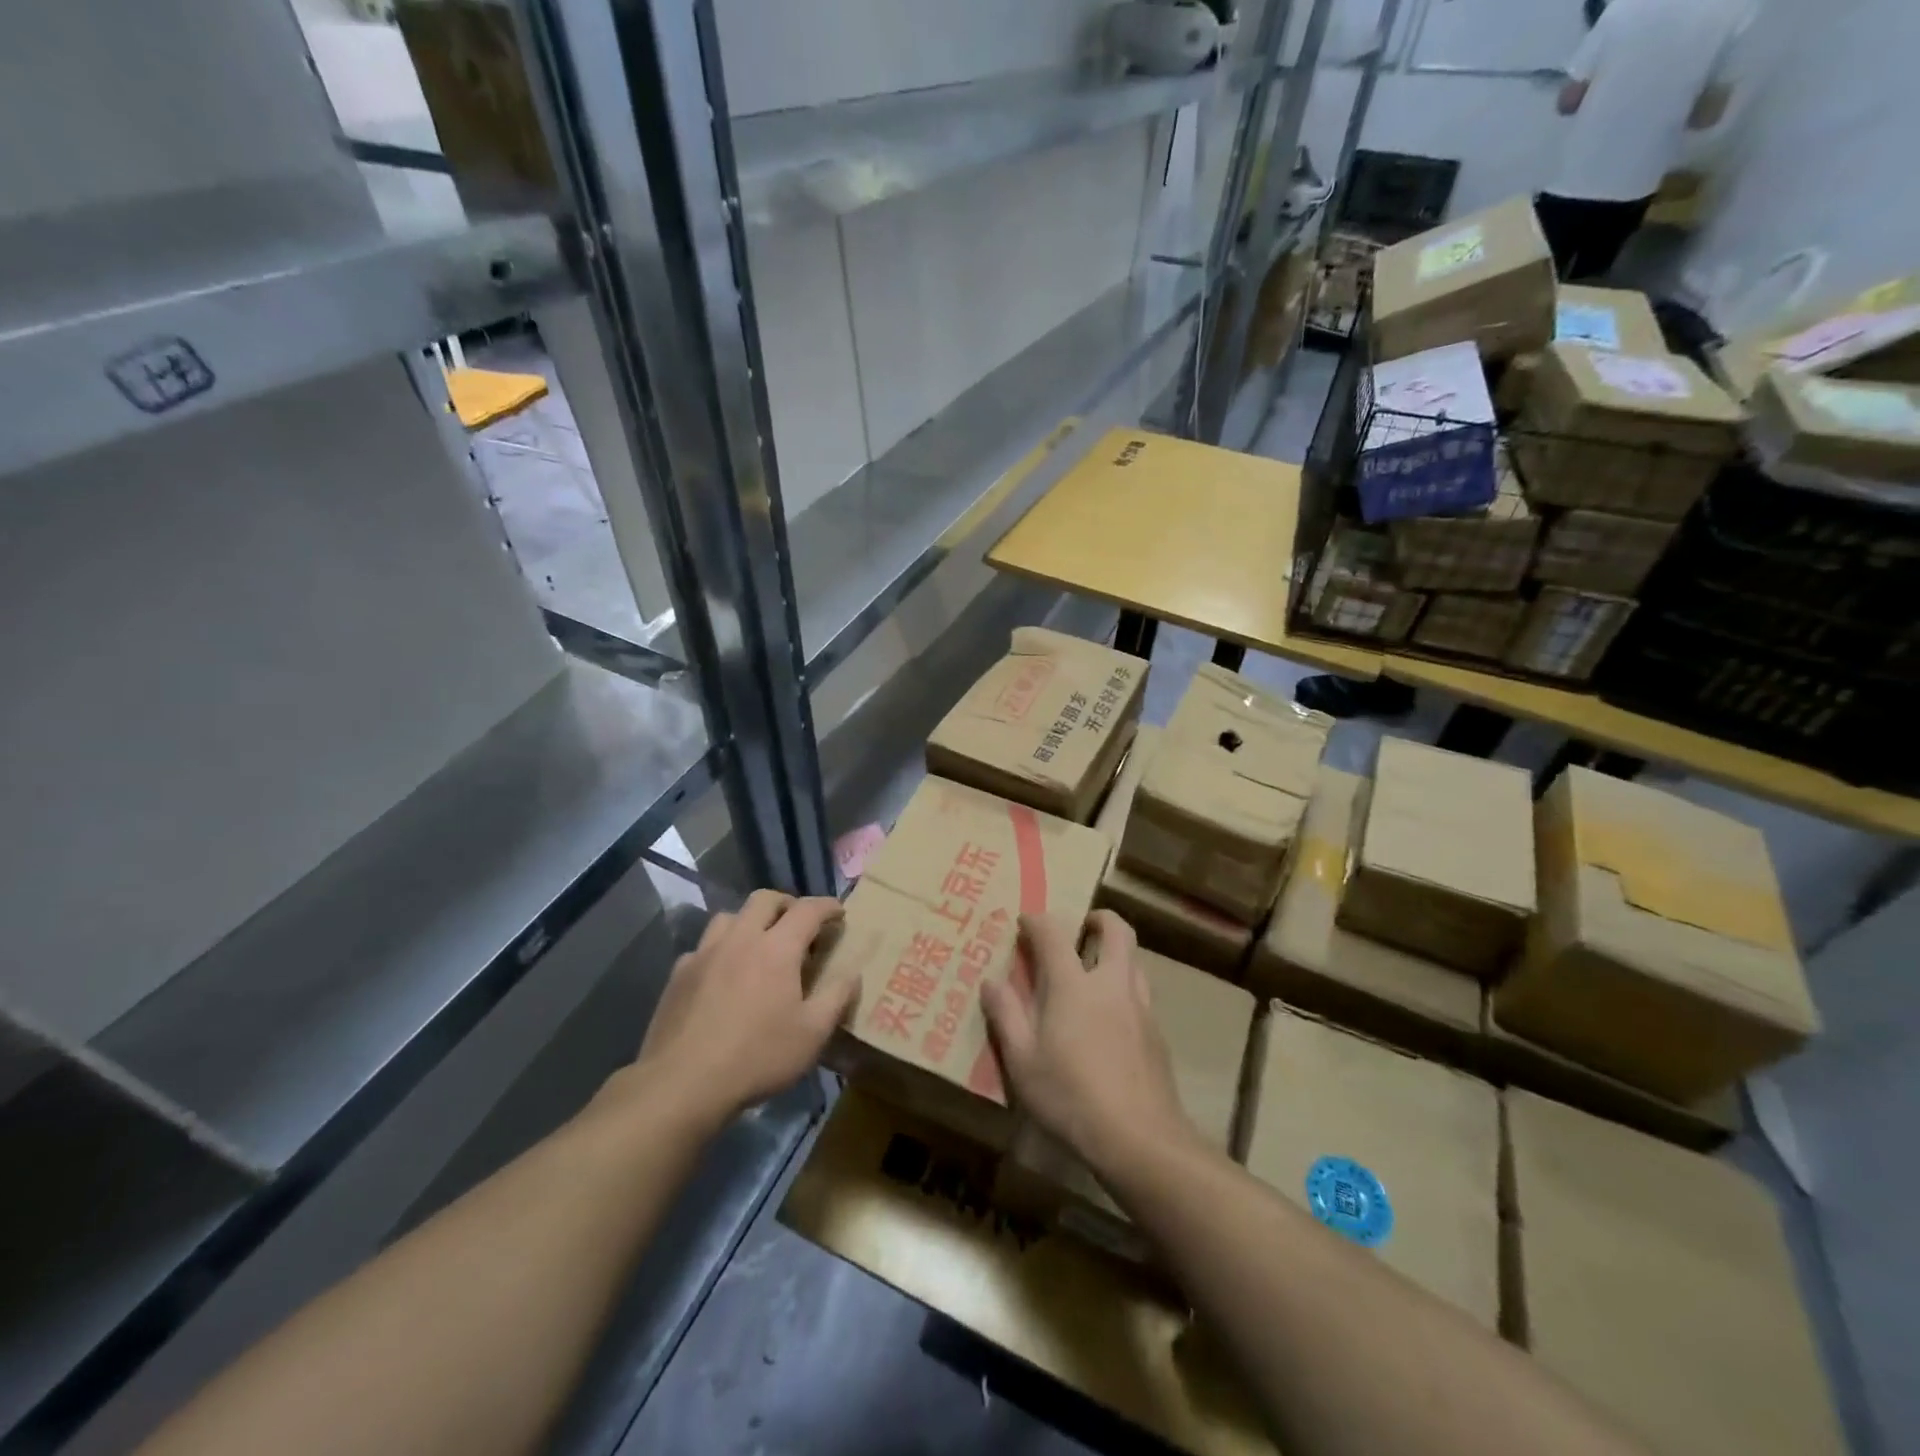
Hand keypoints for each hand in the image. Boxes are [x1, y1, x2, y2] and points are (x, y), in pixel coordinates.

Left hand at [614, 890, 853, 1132]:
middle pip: (765, 900)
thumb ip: (837, 997)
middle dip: (788, 904)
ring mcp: (704, 953)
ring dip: (750, 921)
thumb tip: (852, 973)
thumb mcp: (812, 1034)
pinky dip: (720, 949)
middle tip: (800, 924)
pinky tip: (723, 974)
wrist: (682, 1084)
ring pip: (730, 916)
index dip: (827, 906)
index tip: (839, 913)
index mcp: (777, 948)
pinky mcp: (679, 974)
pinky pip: (703, 947)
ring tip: (759, 944)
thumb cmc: (757, 1057)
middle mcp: (740, 938)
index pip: (807, 909)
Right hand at [980, 911, 1195, 1177]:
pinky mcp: (1157, 1035)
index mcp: (1074, 985)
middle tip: (1082, 927)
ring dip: (1115, 955)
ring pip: (1134, 962)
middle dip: (1099, 919)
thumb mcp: (1022, 1061)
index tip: (1025, 921)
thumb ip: (1006, 1016)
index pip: (1054, 934)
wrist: (1140, 1139)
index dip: (1038, 921)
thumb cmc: (1070, 1096)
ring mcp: (1141, 1008)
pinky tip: (1110, 1022)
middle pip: (1117, 931)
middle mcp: (1112, 985)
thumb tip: (991, 982)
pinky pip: (1140, 996)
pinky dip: (1124, 991)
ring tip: (1094, 974)